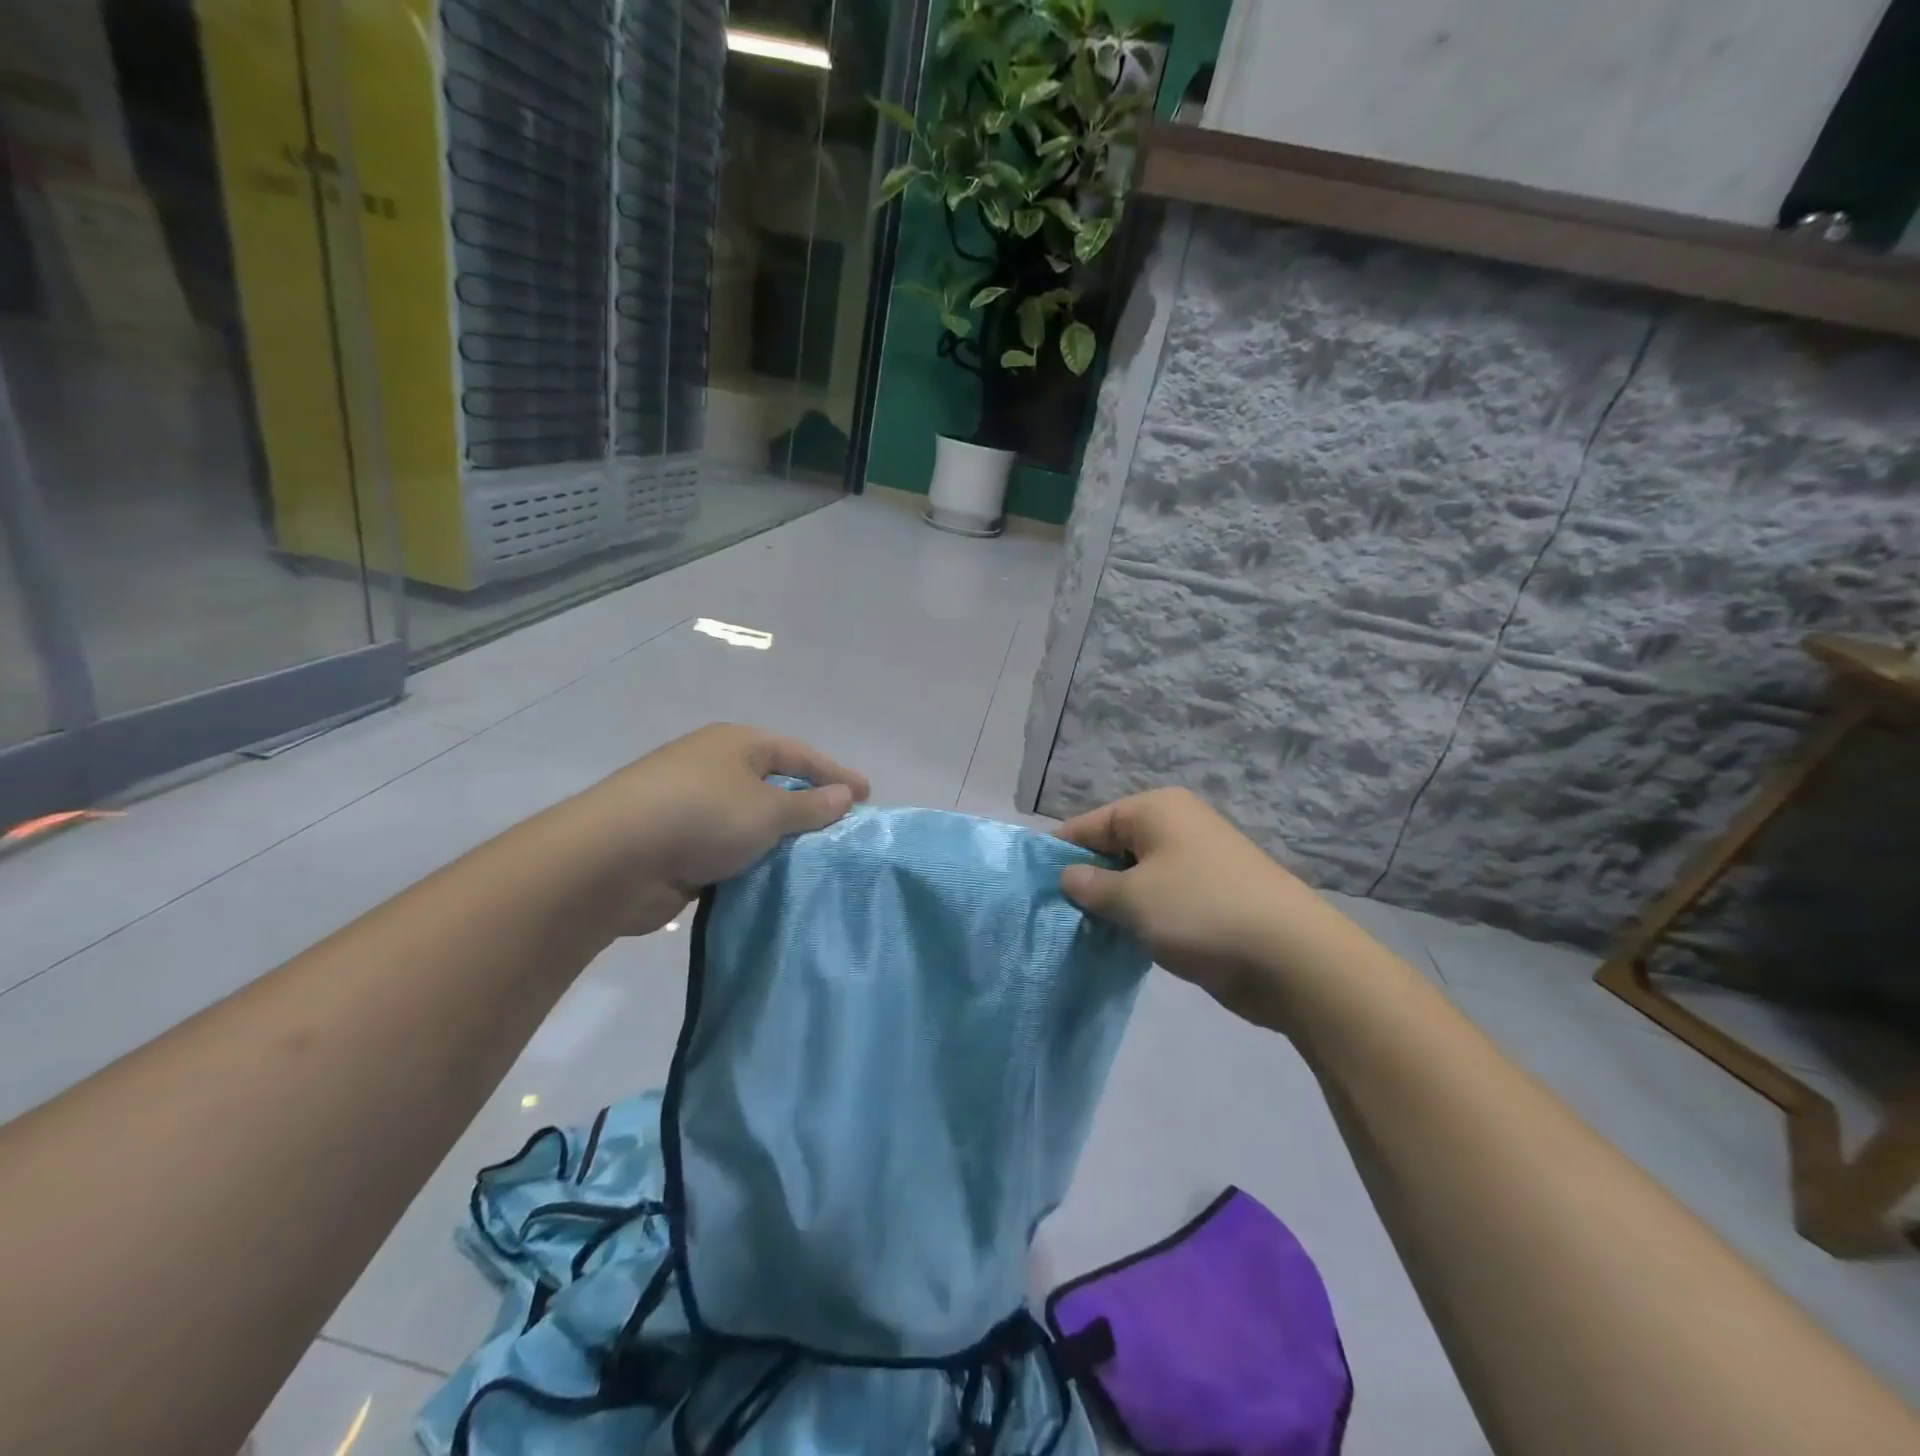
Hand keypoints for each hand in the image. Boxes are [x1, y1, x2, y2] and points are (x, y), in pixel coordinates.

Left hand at [586, 723, 868, 935]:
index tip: (866, 795)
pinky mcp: (674, 842)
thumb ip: (809, 805)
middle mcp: (713, 766)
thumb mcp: (767, 810)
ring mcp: (689, 804)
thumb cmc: (702, 816)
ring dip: (777, 839)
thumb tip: (843, 796)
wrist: (614, 858)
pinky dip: (749, 861)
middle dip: (807, 807)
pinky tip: (771, 880)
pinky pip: (726, 848)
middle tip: (841, 830)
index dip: (835, 773)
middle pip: (773, 784)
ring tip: (813, 860)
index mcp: (736, 744)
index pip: (798, 753)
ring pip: (748, 820)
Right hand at [1058, 788, 1334, 1027]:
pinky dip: (1142, 918)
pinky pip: (1161, 900)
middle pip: (1114, 848)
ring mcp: (1198, 862)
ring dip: (1115, 904)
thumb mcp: (1132, 899)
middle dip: (1087, 881)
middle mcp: (1176, 826)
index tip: (1034, 885)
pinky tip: (1122, 943)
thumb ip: (1091, 886)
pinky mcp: (1212, 897)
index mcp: (1156, 810)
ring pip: (1137, 878)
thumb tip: (1068, 877)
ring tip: (1084, 934)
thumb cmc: (1200, 911)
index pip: (1090, 824)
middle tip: (1057, 916)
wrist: (1291, 958)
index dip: (1061, 853)